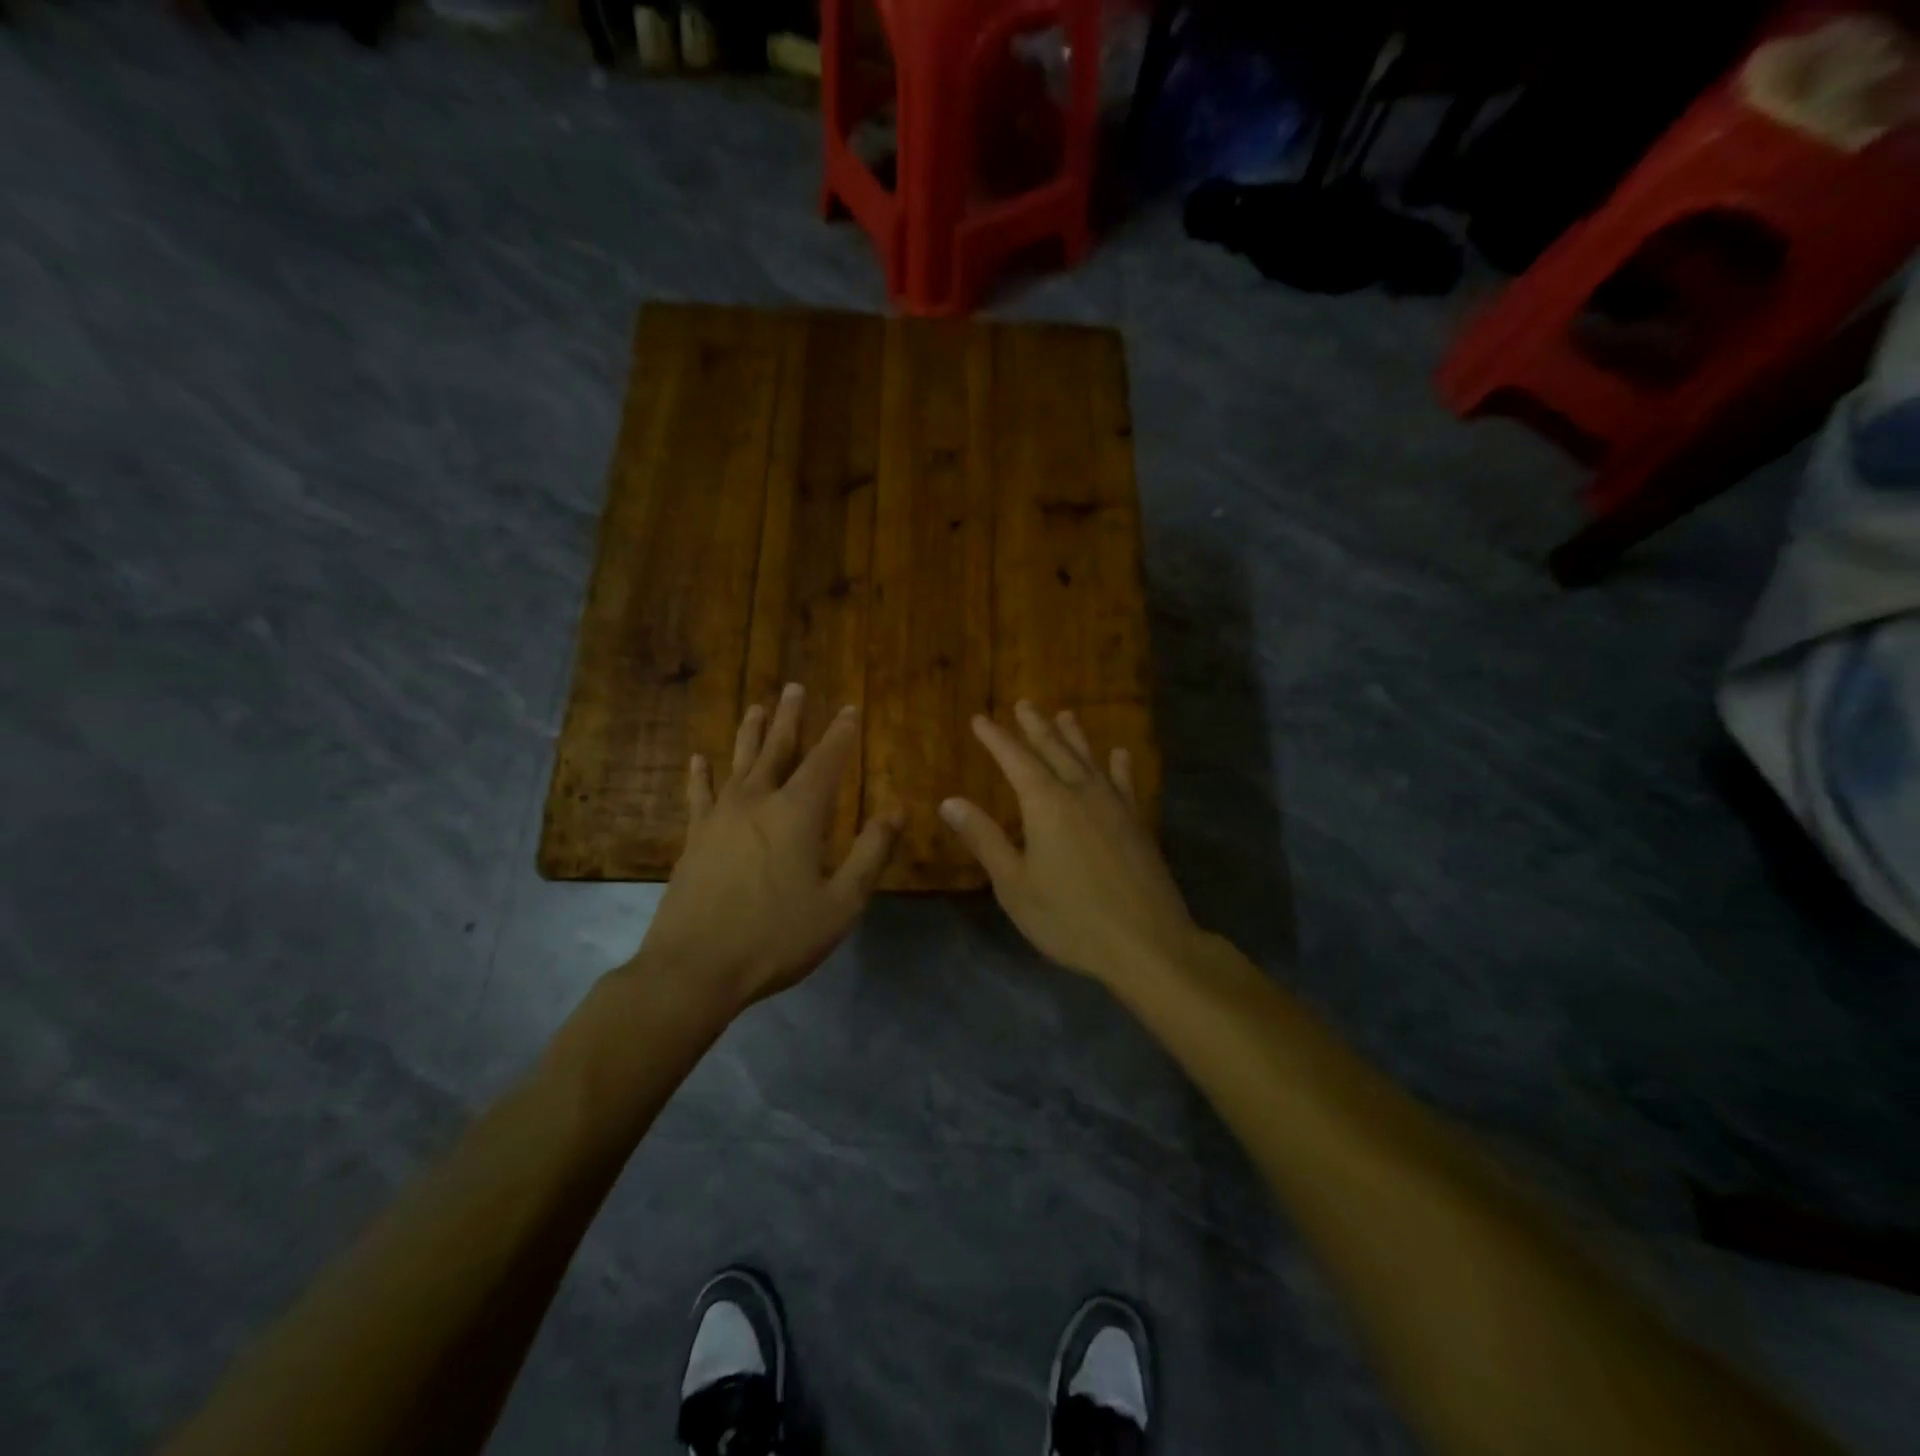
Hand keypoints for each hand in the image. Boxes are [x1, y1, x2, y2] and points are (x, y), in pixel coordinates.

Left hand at [634, 684, 901, 1011]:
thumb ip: (870, 853)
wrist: (696, 968)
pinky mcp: (695, 838)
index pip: (826, 761)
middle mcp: (758, 802)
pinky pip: (699, 795)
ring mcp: (721, 817)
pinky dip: (701, 775)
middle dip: (791, 718)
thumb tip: (896, 811)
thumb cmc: (777, 938)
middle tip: (794, 687)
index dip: (841, 733)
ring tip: (756, 706)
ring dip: (750, 732)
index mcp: (798, 814)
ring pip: (739, 762)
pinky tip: (699, 759)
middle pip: (778, 749)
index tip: (850, 708)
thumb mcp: (841, 903)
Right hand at [940, 701, 1200, 985]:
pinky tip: (1119, 754)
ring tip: (1065, 714)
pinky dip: (1119, 766)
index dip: (996, 738)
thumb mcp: (1014, 884)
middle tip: (1024, 703)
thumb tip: (950, 801)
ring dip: (1074, 736)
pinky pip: (1125, 783)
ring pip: (1090, 760)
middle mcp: (1081, 794)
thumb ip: (985, 839)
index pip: (1015, 760)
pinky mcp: (1136, 824)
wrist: (1146, 942)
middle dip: (1035, 727)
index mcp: (1046, 805)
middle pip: (1054, 750)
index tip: (981, 719)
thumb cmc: (1070, 918)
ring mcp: (1114, 807)